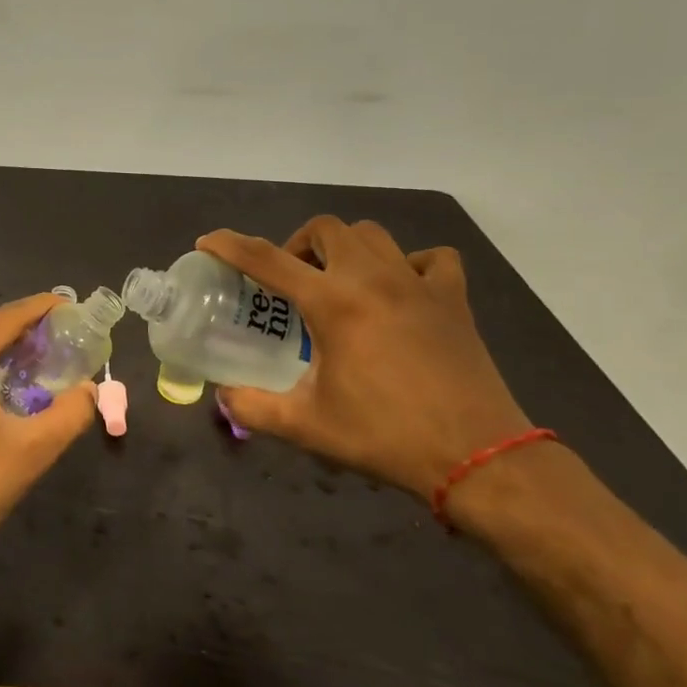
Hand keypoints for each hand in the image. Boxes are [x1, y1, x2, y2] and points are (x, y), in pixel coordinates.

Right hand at [198, 218, 531, 498]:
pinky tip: (399, 289)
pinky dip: (409, 263)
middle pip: (326, 229)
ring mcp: (419, 285)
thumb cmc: (385, 436)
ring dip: (345, 248)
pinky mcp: (454, 300)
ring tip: (336, 280)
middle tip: (288, 279)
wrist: (479, 457)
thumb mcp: (306, 426)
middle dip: (296, 244)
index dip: (230, 246)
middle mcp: (373, 279)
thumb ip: (253, 407)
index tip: (208, 242)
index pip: (266, 259)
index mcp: (333, 303)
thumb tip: (222, 397)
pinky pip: (431, 260)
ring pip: (374, 235)